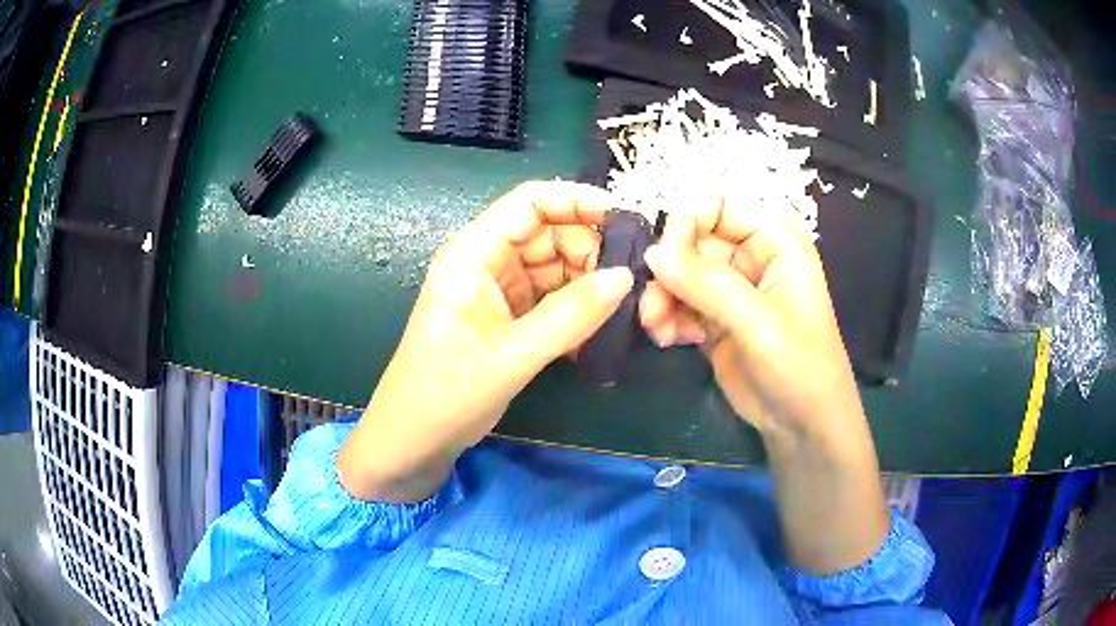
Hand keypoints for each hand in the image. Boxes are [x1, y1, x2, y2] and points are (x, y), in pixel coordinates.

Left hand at [340, 181, 633, 502]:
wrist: (412, 442)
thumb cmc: (444, 394)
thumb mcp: (510, 355)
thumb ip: (569, 316)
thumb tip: (625, 277)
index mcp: (472, 255)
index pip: (528, 203)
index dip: (576, 200)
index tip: (625, 218)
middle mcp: (486, 264)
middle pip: (547, 234)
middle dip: (590, 249)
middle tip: (631, 279)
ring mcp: (498, 293)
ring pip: (554, 269)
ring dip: (588, 283)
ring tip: (622, 307)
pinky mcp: (507, 321)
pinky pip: (551, 301)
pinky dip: (576, 311)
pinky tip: (598, 332)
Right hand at [639, 195, 862, 448]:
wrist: (802, 425)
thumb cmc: (801, 367)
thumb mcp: (760, 324)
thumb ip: (709, 285)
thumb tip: (654, 251)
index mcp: (775, 239)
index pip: (718, 201)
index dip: (686, 219)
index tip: (663, 255)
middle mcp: (750, 254)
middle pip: (691, 238)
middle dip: (668, 268)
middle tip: (653, 305)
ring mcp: (730, 287)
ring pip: (679, 272)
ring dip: (661, 297)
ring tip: (658, 328)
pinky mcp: (713, 317)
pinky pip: (678, 302)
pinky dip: (667, 317)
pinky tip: (667, 340)